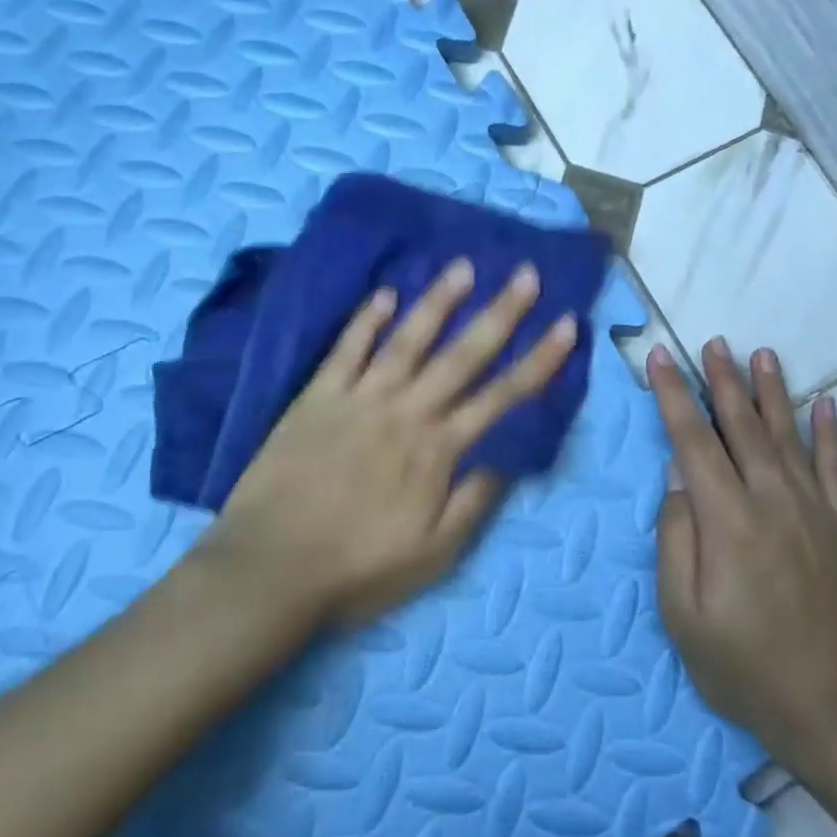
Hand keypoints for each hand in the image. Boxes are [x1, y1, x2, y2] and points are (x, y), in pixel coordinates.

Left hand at [198, 258, 577, 624]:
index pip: (502, 396)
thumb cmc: (358, 568)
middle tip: (526, 273)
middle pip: (462, 355)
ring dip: (438, 301)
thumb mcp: (434, 553)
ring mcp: (359, 399)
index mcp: (438, 449)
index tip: (567, 324)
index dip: (540, 359)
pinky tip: (384, 294)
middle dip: (500, 313)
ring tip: (463, 267)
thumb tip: (510, 457)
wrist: (268, 569)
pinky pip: (346, 349)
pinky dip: (366, 319)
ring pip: (407, 339)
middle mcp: (406, 411)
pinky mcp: (317, 397)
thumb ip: (475, 500)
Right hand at [650, 338, 836, 762]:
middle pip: (743, 427)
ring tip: (762, 354)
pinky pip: (836, 468)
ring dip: (773, 392)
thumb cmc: (743, 667)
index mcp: (727, 521)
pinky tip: (824, 403)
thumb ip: (676, 539)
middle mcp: (773, 501)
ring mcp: (815, 511)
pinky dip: (829, 433)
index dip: (674, 396)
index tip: (662, 358)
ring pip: (789, 436)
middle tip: (714, 343)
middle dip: (723, 381)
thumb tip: (677, 478)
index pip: (694, 441)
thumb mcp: (683, 615)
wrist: (835, 710)